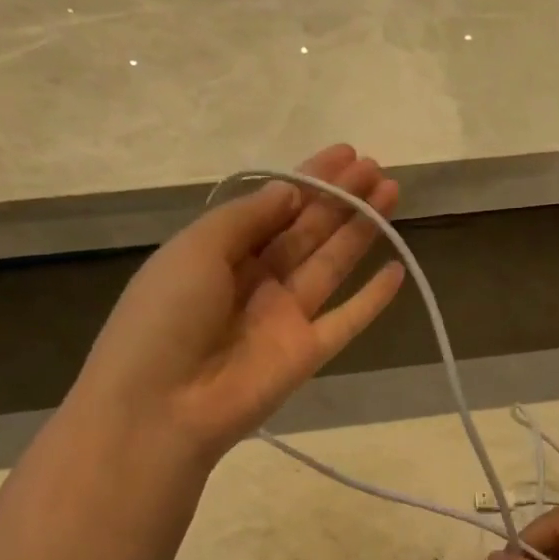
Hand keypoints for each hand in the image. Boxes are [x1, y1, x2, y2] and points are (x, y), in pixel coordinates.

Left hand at [74, 145, 404, 468]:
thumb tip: (290, 192)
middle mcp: (256, 281)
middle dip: (341, 198)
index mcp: (221, 253)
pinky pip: (347, 321)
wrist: (162, 406)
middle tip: (377, 167)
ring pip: (331, 266)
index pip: (274, 207)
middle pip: (307, 231)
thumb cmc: (166, 316)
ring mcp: (284, 318)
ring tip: (392, 194)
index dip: (308, 179)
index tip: (345, 153)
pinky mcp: (308, 353)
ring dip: (361, 231)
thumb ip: (246, 218)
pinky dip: (372, 300)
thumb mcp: (195, 249)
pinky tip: (397, 269)